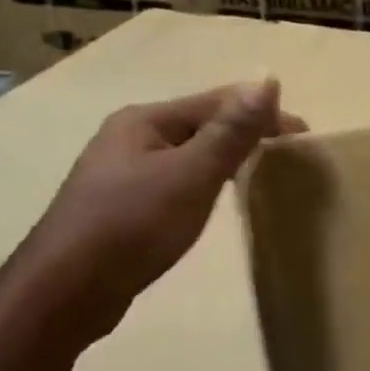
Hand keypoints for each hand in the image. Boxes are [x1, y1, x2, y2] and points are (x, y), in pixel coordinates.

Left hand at [6, 80, 305, 344]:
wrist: (66, 291)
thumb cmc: (132, 226)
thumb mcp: (190, 175)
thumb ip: (231, 131)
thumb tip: (267, 79)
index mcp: (144, 120)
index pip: (215, 102)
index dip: (262, 112)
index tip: (303, 134)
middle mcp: (129, 138)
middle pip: (199, 125)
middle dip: (244, 134)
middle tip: (286, 155)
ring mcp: (120, 174)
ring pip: (185, 155)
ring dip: (224, 158)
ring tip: (259, 173)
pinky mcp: (119, 207)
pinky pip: (173, 181)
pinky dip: (202, 182)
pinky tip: (212, 200)